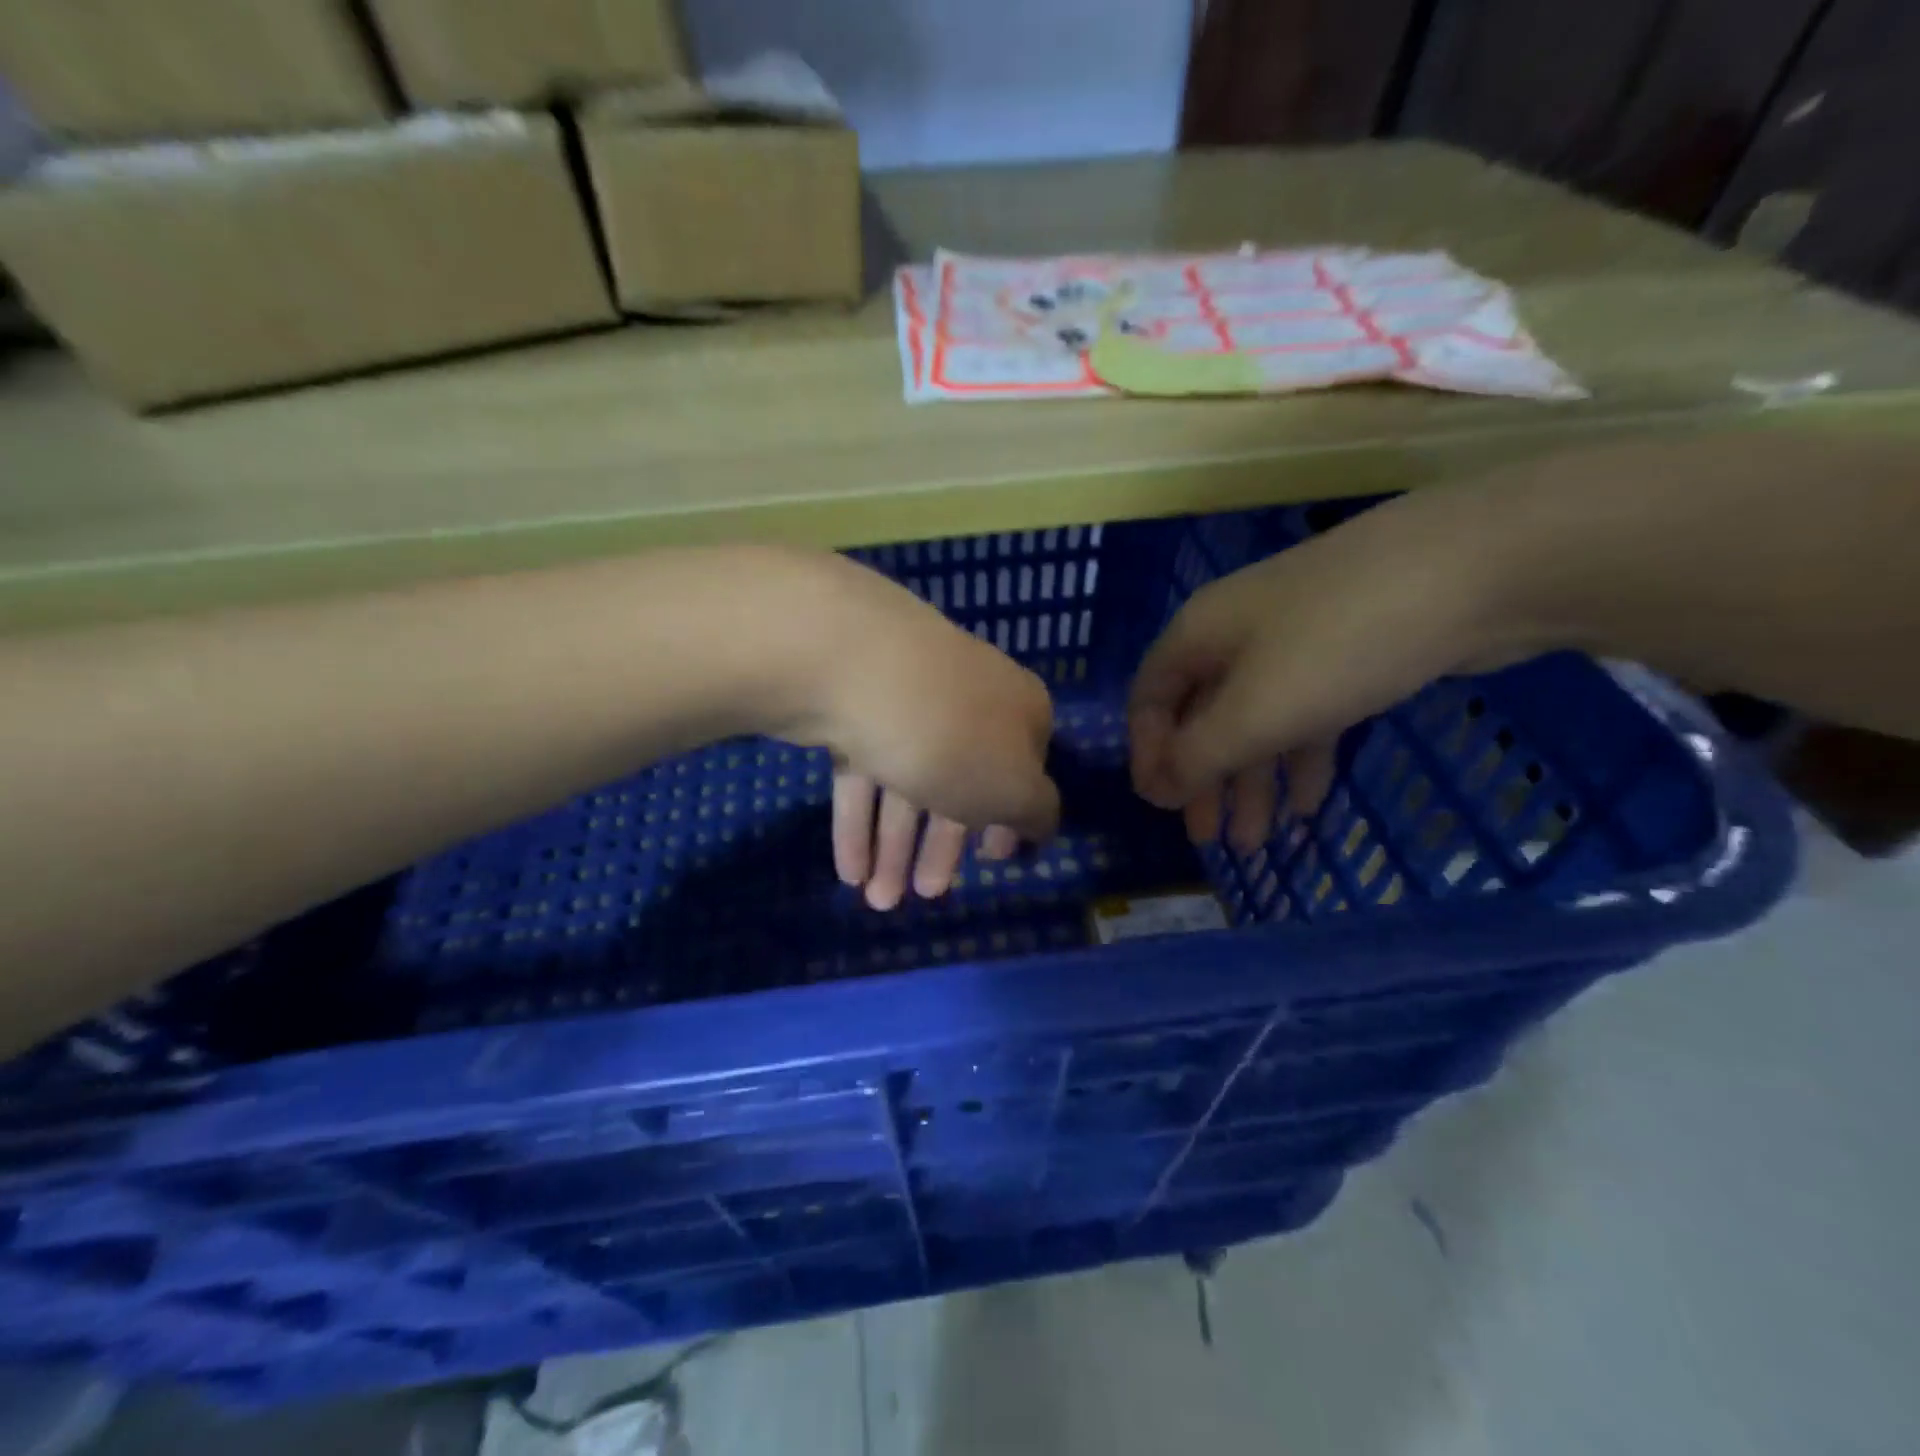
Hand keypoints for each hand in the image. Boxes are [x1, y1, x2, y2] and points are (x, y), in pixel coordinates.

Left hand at [777, 555, 1058, 909]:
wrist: (855, 665)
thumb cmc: (953, 738)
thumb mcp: (1015, 790)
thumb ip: (1036, 813)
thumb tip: (1040, 823)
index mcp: (1019, 712)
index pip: (1025, 771)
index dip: (1010, 820)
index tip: (991, 860)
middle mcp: (967, 702)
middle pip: (960, 785)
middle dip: (941, 848)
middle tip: (924, 895)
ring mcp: (908, 702)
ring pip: (908, 783)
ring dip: (895, 847)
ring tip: (877, 900)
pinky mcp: (856, 709)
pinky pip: (866, 773)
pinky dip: (859, 822)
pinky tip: (849, 870)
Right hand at [1128, 492, 1520, 850]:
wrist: (1478, 566)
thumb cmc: (1337, 644)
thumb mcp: (1253, 712)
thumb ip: (1196, 757)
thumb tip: (1153, 790)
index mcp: (1199, 634)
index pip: (1149, 699)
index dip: (1149, 754)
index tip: (1164, 807)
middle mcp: (1237, 634)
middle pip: (1203, 715)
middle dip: (1204, 779)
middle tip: (1209, 837)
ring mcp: (1296, 641)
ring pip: (1257, 719)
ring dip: (1253, 780)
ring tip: (1258, 842)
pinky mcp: (1350, 652)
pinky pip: (1306, 714)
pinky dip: (1301, 758)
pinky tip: (1308, 804)